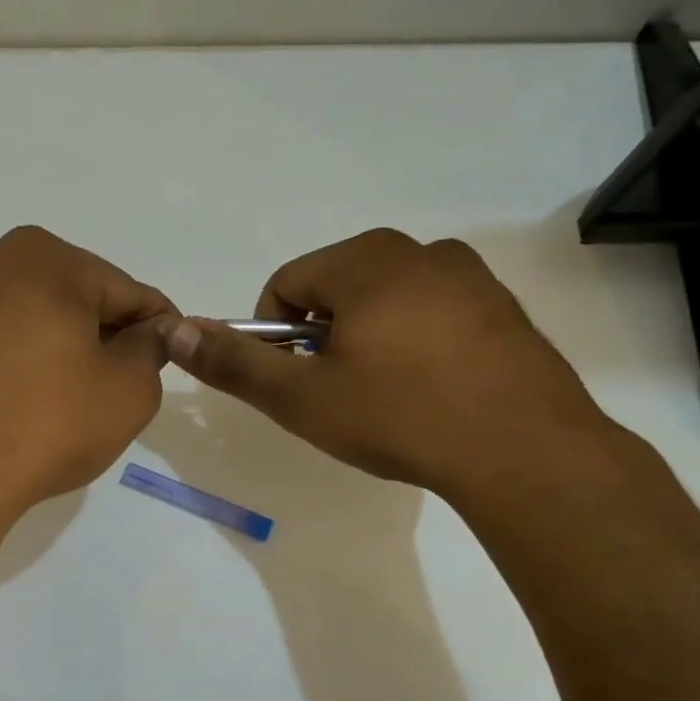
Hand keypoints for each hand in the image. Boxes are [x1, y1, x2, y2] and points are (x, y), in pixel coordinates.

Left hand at [0, 226, 176, 538]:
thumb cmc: (45, 428)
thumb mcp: (129, 393)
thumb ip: (150, 349)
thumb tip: (149, 331)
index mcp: (44, 259)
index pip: (123, 290)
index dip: (153, 323)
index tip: (168, 349)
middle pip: (62, 294)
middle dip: (90, 329)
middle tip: (106, 380)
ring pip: (8, 311)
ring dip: (33, 338)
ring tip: (42, 392)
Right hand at [162, 229, 616, 504]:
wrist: (525, 451)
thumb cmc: (401, 417)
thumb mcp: (302, 398)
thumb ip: (233, 363)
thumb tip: (174, 330)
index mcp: (364, 260)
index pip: (286, 285)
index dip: (274, 337)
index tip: (297, 384)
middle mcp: (417, 250)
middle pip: (336, 288)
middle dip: (323, 338)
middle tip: (340, 394)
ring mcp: (468, 275)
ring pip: (385, 300)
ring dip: (368, 340)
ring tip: (387, 396)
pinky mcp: (502, 305)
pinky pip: (432, 312)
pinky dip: (415, 342)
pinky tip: (431, 391)